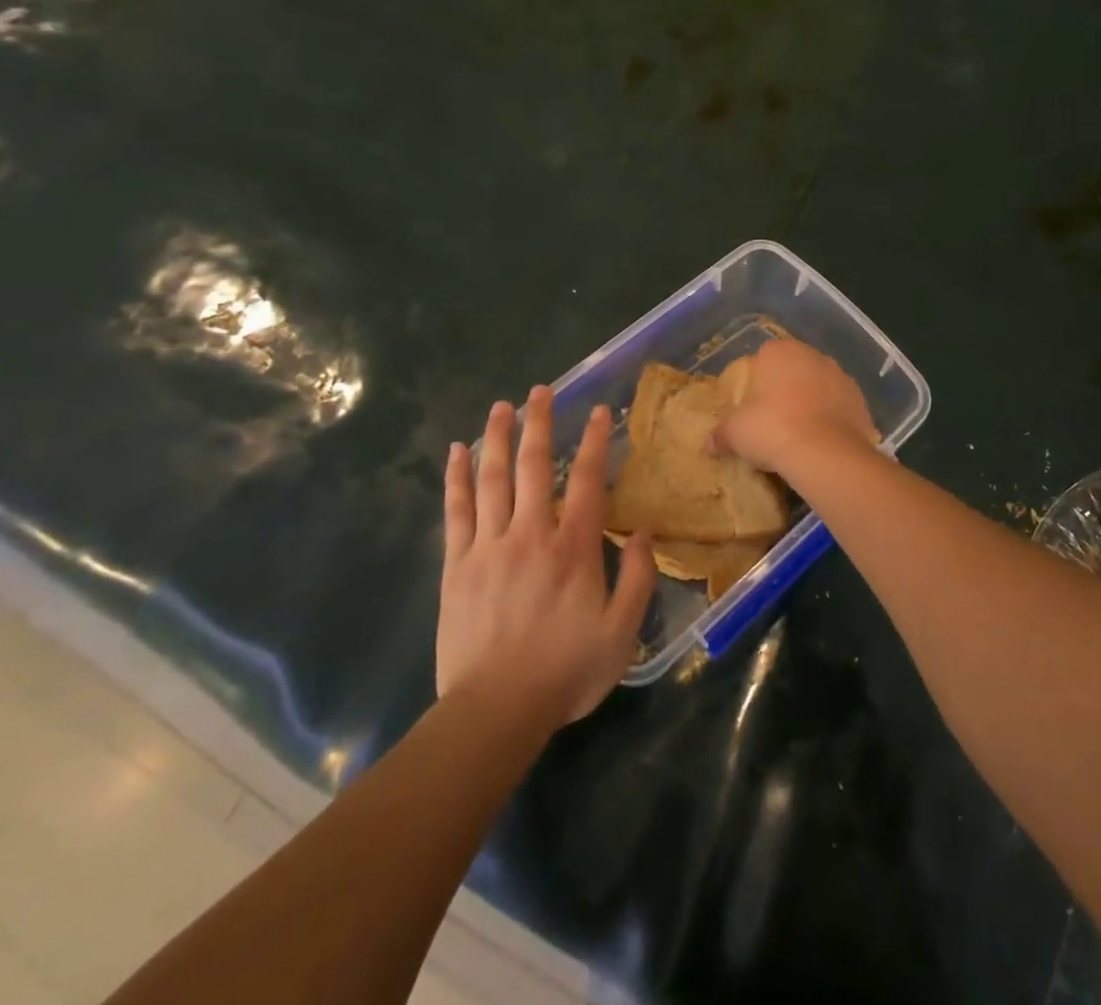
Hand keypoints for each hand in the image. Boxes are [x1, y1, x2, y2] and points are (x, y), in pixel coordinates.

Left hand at [438, 387, 655, 726]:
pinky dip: (457, 478)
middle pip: (535, 466)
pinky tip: (457, 452)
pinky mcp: (457, 565)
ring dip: (498, 438)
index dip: (596, 442)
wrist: (495, 711)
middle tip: (541, 390)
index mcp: (573, 548)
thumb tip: (644, 532)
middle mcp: (531, 534)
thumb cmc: (565, 671)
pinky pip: (456, 511)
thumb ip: (638, 578)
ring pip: (493, 479)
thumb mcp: (621, 632)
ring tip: (502, 406)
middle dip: (540, 423)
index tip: (599, 412)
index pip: (589, 481)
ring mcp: (489, 546)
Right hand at [710, 338, 877, 477]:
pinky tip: (823, 441)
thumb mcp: (735, 434)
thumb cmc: (772, 430)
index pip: (764, 357)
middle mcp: (812, 354)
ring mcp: (840, 375)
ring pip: (819, 385)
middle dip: (786, 388)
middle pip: (794, 369)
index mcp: (779, 351)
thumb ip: (721, 434)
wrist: (825, 453)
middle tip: (774, 420)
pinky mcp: (860, 399)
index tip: (753, 406)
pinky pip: (840, 405)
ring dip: (812, 401)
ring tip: (801, 433)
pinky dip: (832, 418)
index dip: (758, 381)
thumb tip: (708, 444)